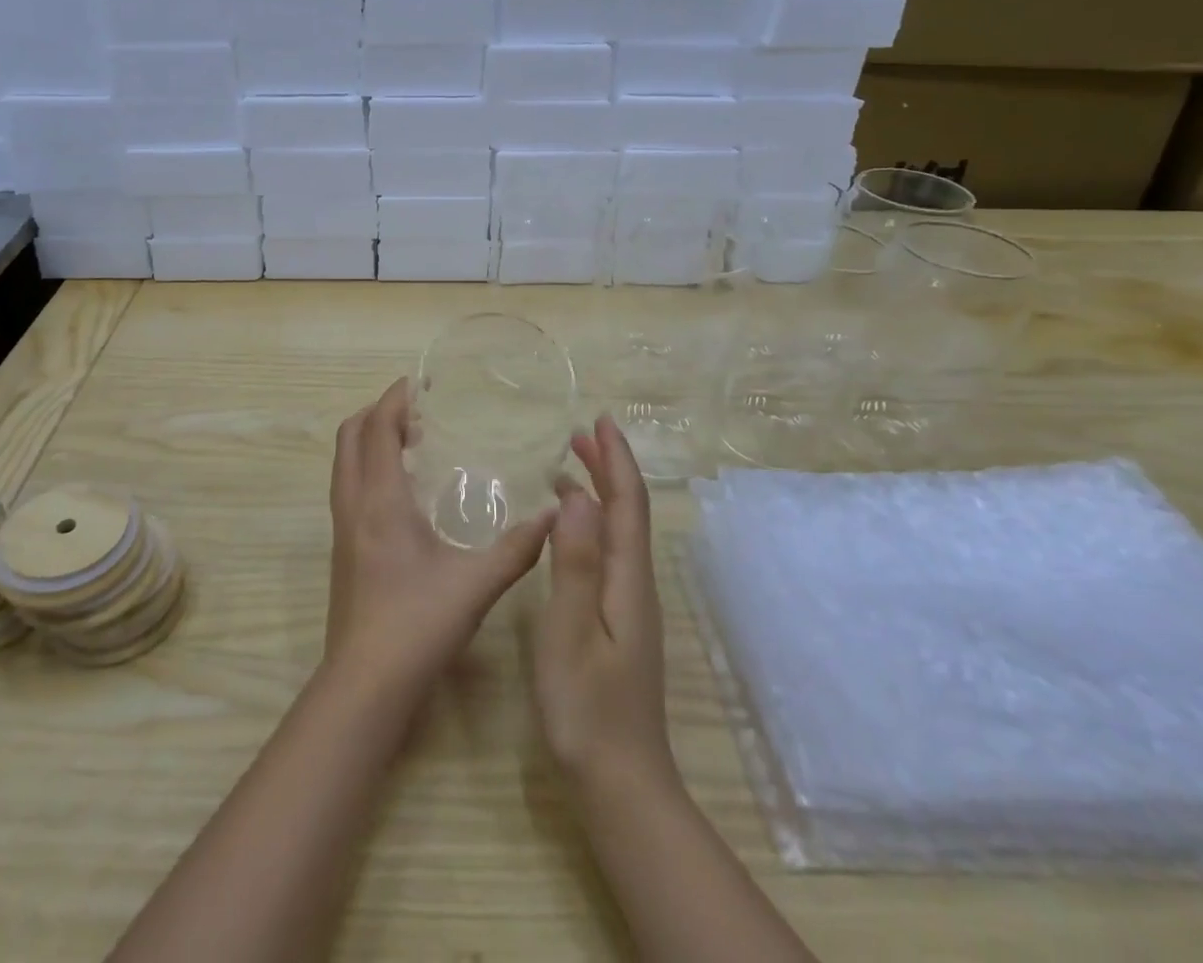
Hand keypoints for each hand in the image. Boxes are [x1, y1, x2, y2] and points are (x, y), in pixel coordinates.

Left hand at [323, 378, 555, 707]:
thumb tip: (553, 515)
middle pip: (349, 437)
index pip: (376, 429)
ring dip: (369, 440)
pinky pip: (348, 487)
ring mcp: (342, 529)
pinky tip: (402, 492)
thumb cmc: (418, 625)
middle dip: (377, 413)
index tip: (419, 384)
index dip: (393, 400)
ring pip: (344, 463)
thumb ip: (517, 548)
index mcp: (380, 501)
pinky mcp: (342, 550)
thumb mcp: (476, 584)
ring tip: (411, 442)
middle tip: (416, 411)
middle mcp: (353, 505)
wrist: (366, 684)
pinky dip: (368, 468)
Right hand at [533, 416, 676, 794]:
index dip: (616, 459)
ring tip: (568, 465)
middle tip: (580, 432)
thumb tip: (580, 496)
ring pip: (618, 532)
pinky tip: (567, 530)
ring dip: (600, 492)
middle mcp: (635, 583)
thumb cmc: (587, 706)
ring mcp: (629, 604)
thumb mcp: (570, 630)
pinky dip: (591, 524)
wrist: (620, 782)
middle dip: (609, 467)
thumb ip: (575, 562)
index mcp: (626, 579)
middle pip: (628, 512)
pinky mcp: (618, 621)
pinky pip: (607, 553)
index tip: (601, 420)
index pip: (627, 504)